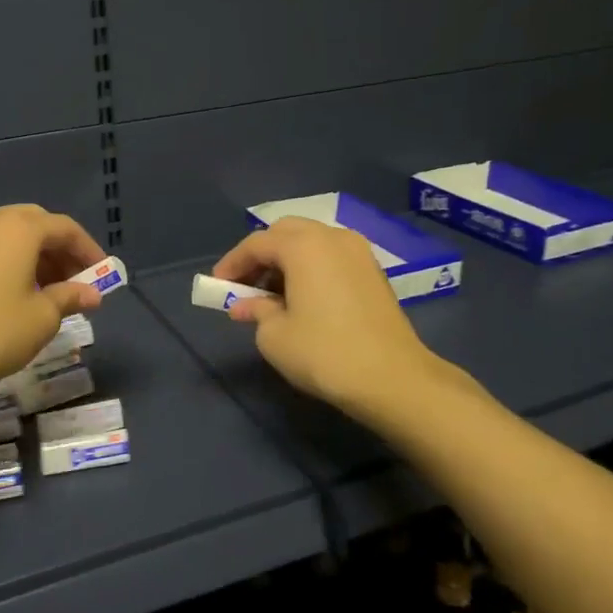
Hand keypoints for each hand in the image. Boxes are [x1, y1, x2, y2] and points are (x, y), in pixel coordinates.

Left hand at [0, 205, 106, 405]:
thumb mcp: (42, 318)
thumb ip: (71, 297)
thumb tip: (92, 293)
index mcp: (20, 227)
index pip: (66, 229)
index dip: (89, 251)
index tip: (103, 276)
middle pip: (39, 225)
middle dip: (62, 252)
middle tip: (77, 284)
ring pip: (14, 235)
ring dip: (38, 257)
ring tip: (51, 292)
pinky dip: (13, 260)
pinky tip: (19, 291)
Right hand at [211, 217, 463, 418]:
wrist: (394, 379)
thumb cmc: (325, 353)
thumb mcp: (275, 337)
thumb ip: (256, 311)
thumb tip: (248, 305)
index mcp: (303, 245)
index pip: (256, 244)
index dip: (232, 263)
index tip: (217, 286)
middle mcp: (332, 237)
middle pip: (285, 233)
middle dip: (261, 255)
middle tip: (245, 285)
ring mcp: (358, 252)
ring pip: (311, 242)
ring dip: (286, 260)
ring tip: (272, 294)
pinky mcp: (374, 271)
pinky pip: (331, 256)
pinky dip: (310, 267)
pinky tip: (302, 297)